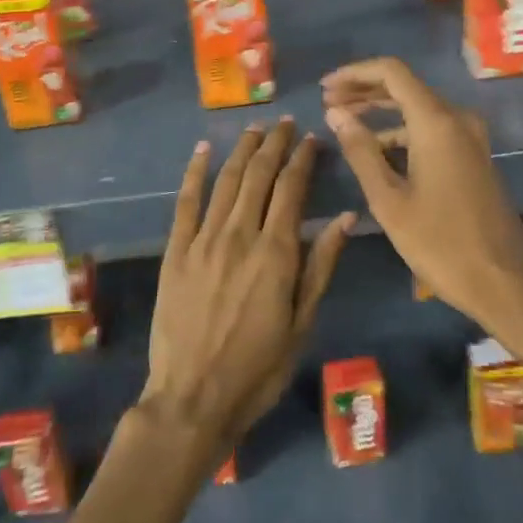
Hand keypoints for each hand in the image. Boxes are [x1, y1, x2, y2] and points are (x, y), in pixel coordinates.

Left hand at [141, 120, 354, 447]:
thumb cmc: (258, 369)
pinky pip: (186, 202)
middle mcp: (240, 234)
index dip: (303, 158)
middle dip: (274, 144)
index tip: (311, 138)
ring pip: (226, 180)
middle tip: (285, 123)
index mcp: (276, 252)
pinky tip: (202, 150)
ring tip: (255, 128)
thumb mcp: (302, 323)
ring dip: (242, 150)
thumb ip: (321, 265)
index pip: (292, 188)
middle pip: (259, 175)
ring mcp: (203, 240)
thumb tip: (347, 217)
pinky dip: (195, 172)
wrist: (192, 399)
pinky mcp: (176, 250)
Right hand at [322, 57, 522, 329]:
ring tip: (344, 123)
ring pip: (418, 108)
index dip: (355, 73)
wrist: (505, 283)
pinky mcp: (474, 156)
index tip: (325, 87)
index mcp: (437, 122)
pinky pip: (432, 128)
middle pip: (405, 86)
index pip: (392, 72)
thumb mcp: (389, 200)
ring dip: (381, 111)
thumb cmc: (441, 243)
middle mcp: (457, 119)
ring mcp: (470, 137)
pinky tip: (377, 149)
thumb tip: (335, 113)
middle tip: (328, 102)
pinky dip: (402, 130)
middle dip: (364, 90)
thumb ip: (360, 151)